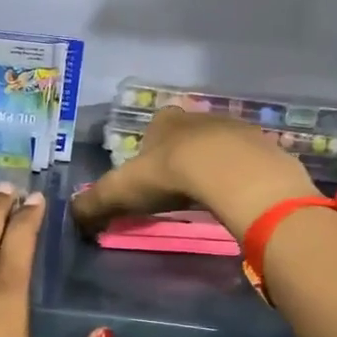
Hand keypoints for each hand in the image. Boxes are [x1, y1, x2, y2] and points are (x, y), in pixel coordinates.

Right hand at [71, 108, 315, 238]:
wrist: (232, 174)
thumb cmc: (170, 175)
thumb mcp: (121, 192)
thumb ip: (94, 204)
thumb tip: (71, 218)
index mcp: (165, 122)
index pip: (156, 125)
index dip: (151, 145)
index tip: (150, 169)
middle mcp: (200, 119)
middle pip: (189, 133)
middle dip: (184, 153)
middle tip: (178, 185)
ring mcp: (236, 130)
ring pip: (221, 145)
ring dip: (215, 164)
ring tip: (208, 193)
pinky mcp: (264, 149)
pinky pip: (249, 162)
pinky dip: (242, 176)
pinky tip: (237, 196)